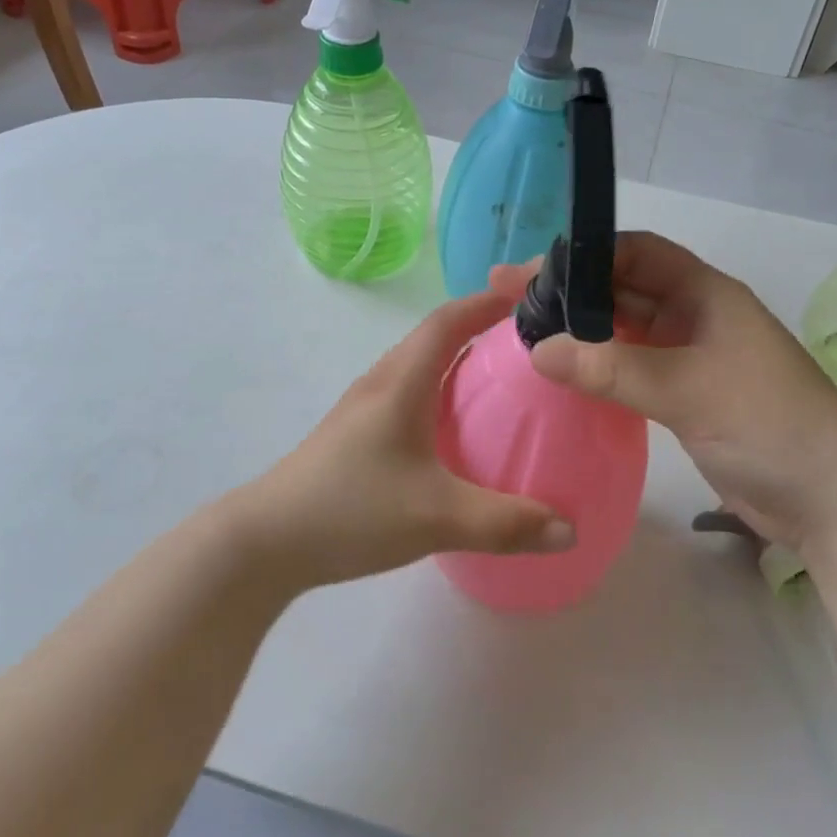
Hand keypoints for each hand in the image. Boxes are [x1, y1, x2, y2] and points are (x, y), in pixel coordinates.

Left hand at [229, 290, 574, 590]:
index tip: (527, 295)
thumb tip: (569, 530)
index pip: (447, 321)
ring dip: (458, 361)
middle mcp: (382, 383)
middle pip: (434, 338)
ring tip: (500, 381)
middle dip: (480, 328)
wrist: (266, 541)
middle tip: (527, 341)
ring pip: (419, 367)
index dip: (486, 301)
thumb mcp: (436, 517)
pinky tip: (456, 431)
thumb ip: (506, 523)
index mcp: (401, 382)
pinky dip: (440, 393)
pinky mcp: (356, 434)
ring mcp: (364, 408)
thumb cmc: (351, 509)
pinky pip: (409, 395)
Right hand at [490, 233, 836, 555]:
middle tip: (507, 299)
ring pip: (624, 330)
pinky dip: (597, 366)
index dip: (584, 254)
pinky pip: (630, 368)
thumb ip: (612, 368)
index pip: (635, 252)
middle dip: (569, 291)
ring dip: (580, 330)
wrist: (832, 499)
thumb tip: (538, 350)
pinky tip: (562, 372)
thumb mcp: (688, 388)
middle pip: (622, 289)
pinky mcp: (683, 395)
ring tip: (522, 332)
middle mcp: (694, 316)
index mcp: (704, 293)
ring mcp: (689, 357)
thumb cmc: (769, 423)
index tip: (530, 271)